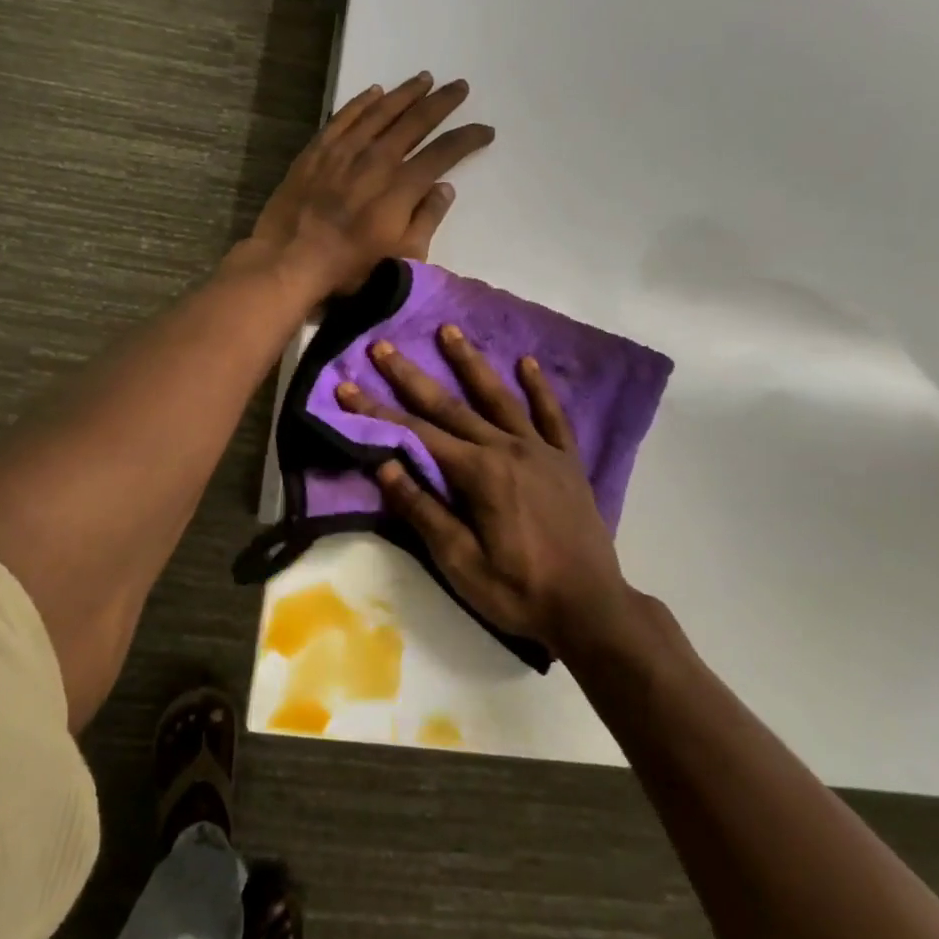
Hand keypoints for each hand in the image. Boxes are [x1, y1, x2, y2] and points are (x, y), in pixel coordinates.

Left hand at [249, 73, 493, 296]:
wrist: (289, 261)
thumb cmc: (350, 268)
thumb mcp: (402, 257)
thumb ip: (427, 220)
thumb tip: (444, 188)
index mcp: (401, 186)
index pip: (444, 153)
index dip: (468, 138)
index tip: (485, 130)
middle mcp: (376, 159)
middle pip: (415, 121)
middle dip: (442, 102)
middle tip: (460, 87)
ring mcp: (343, 151)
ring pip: (380, 111)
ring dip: (405, 93)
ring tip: (424, 79)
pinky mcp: (316, 151)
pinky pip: (343, 117)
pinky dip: (361, 102)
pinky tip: (374, 92)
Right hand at [335, 325, 635, 651]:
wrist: (591, 608)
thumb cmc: (518, 591)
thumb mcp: (460, 562)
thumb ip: (423, 510)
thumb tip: (384, 465)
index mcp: (478, 473)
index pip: (416, 435)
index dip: (377, 412)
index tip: (346, 387)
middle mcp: (507, 448)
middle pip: (450, 406)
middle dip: (411, 377)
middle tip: (382, 346)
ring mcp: (541, 450)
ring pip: (498, 397)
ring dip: (470, 363)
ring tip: (449, 330)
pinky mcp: (567, 461)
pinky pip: (552, 415)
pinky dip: (539, 388)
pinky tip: (527, 364)